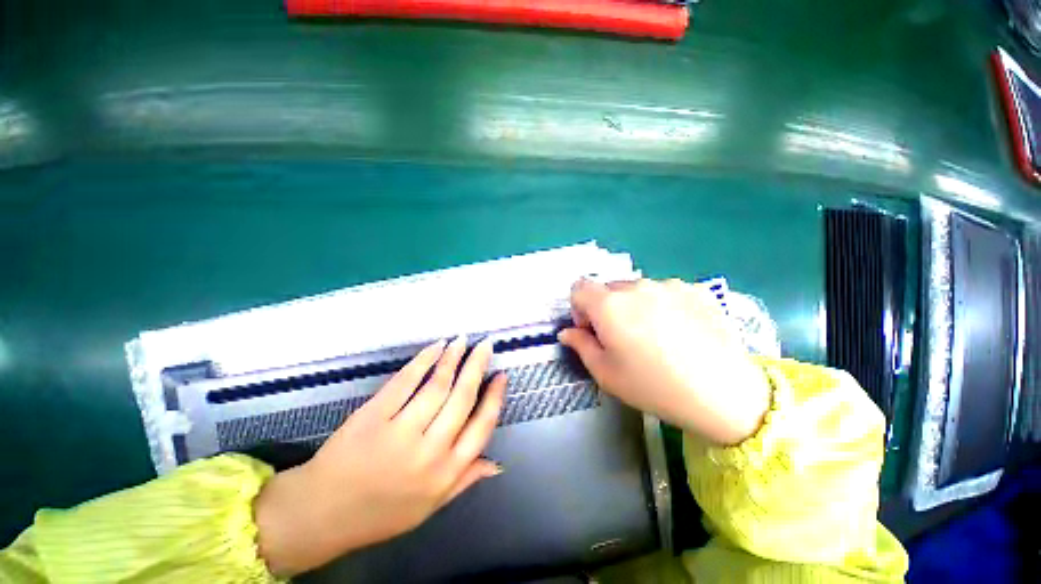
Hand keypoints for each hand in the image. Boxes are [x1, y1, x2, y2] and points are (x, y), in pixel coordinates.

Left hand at [254, 337, 506, 576]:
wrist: (321, 514)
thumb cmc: (380, 513)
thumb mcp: (430, 507)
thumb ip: (464, 480)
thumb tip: (496, 462)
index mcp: (445, 473)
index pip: (482, 427)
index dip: (494, 397)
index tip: (501, 375)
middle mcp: (429, 451)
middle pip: (462, 398)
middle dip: (477, 366)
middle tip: (485, 345)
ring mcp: (400, 431)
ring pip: (437, 385)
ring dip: (453, 358)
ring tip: (462, 341)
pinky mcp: (373, 415)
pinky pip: (405, 381)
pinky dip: (424, 360)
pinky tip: (436, 347)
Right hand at [558, 279, 770, 445]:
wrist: (725, 394)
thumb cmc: (654, 386)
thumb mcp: (606, 373)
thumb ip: (581, 345)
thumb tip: (567, 332)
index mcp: (609, 304)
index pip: (579, 287)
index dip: (579, 308)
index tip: (593, 331)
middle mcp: (636, 286)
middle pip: (607, 288)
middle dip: (606, 309)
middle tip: (623, 338)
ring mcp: (668, 285)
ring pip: (636, 290)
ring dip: (633, 306)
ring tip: (654, 336)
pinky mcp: (694, 289)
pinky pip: (664, 292)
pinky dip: (660, 305)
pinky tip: (679, 332)